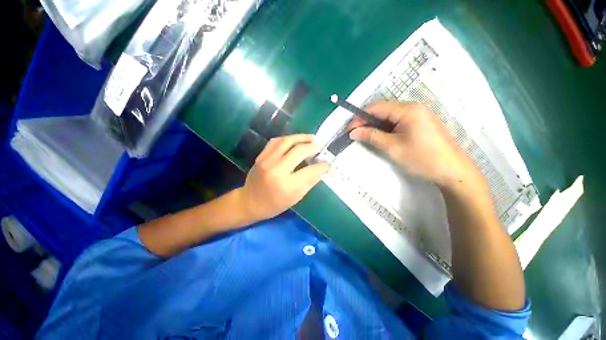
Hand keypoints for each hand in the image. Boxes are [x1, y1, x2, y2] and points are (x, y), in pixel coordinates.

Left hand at [238, 134, 330, 221]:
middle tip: (320, 147)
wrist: (250, 202)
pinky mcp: (261, 156)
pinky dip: (288, 138)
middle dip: (313, 146)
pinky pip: (276, 141)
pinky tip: (295, 140)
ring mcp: (267, 160)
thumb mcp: (296, 198)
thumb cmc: (275, 204)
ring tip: (311, 138)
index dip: (323, 166)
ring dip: (301, 137)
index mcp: (287, 185)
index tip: (329, 164)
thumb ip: (310, 182)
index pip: (311, 170)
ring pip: (287, 141)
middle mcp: (277, 170)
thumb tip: (324, 169)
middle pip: (299, 150)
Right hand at [349, 102, 480, 187]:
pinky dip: (386, 127)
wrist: (453, 171)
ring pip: (390, 116)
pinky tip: (381, 136)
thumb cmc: (422, 158)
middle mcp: (414, 107)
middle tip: (355, 133)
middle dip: (367, 121)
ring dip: (376, 125)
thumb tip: (352, 132)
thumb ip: (371, 136)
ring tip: (365, 136)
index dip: (359, 118)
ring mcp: (419, 114)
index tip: (349, 130)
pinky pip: (399, 121)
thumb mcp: (392, 147)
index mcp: (407, 109)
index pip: (376, 108)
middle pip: (383, 110)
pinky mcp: (421, 123)